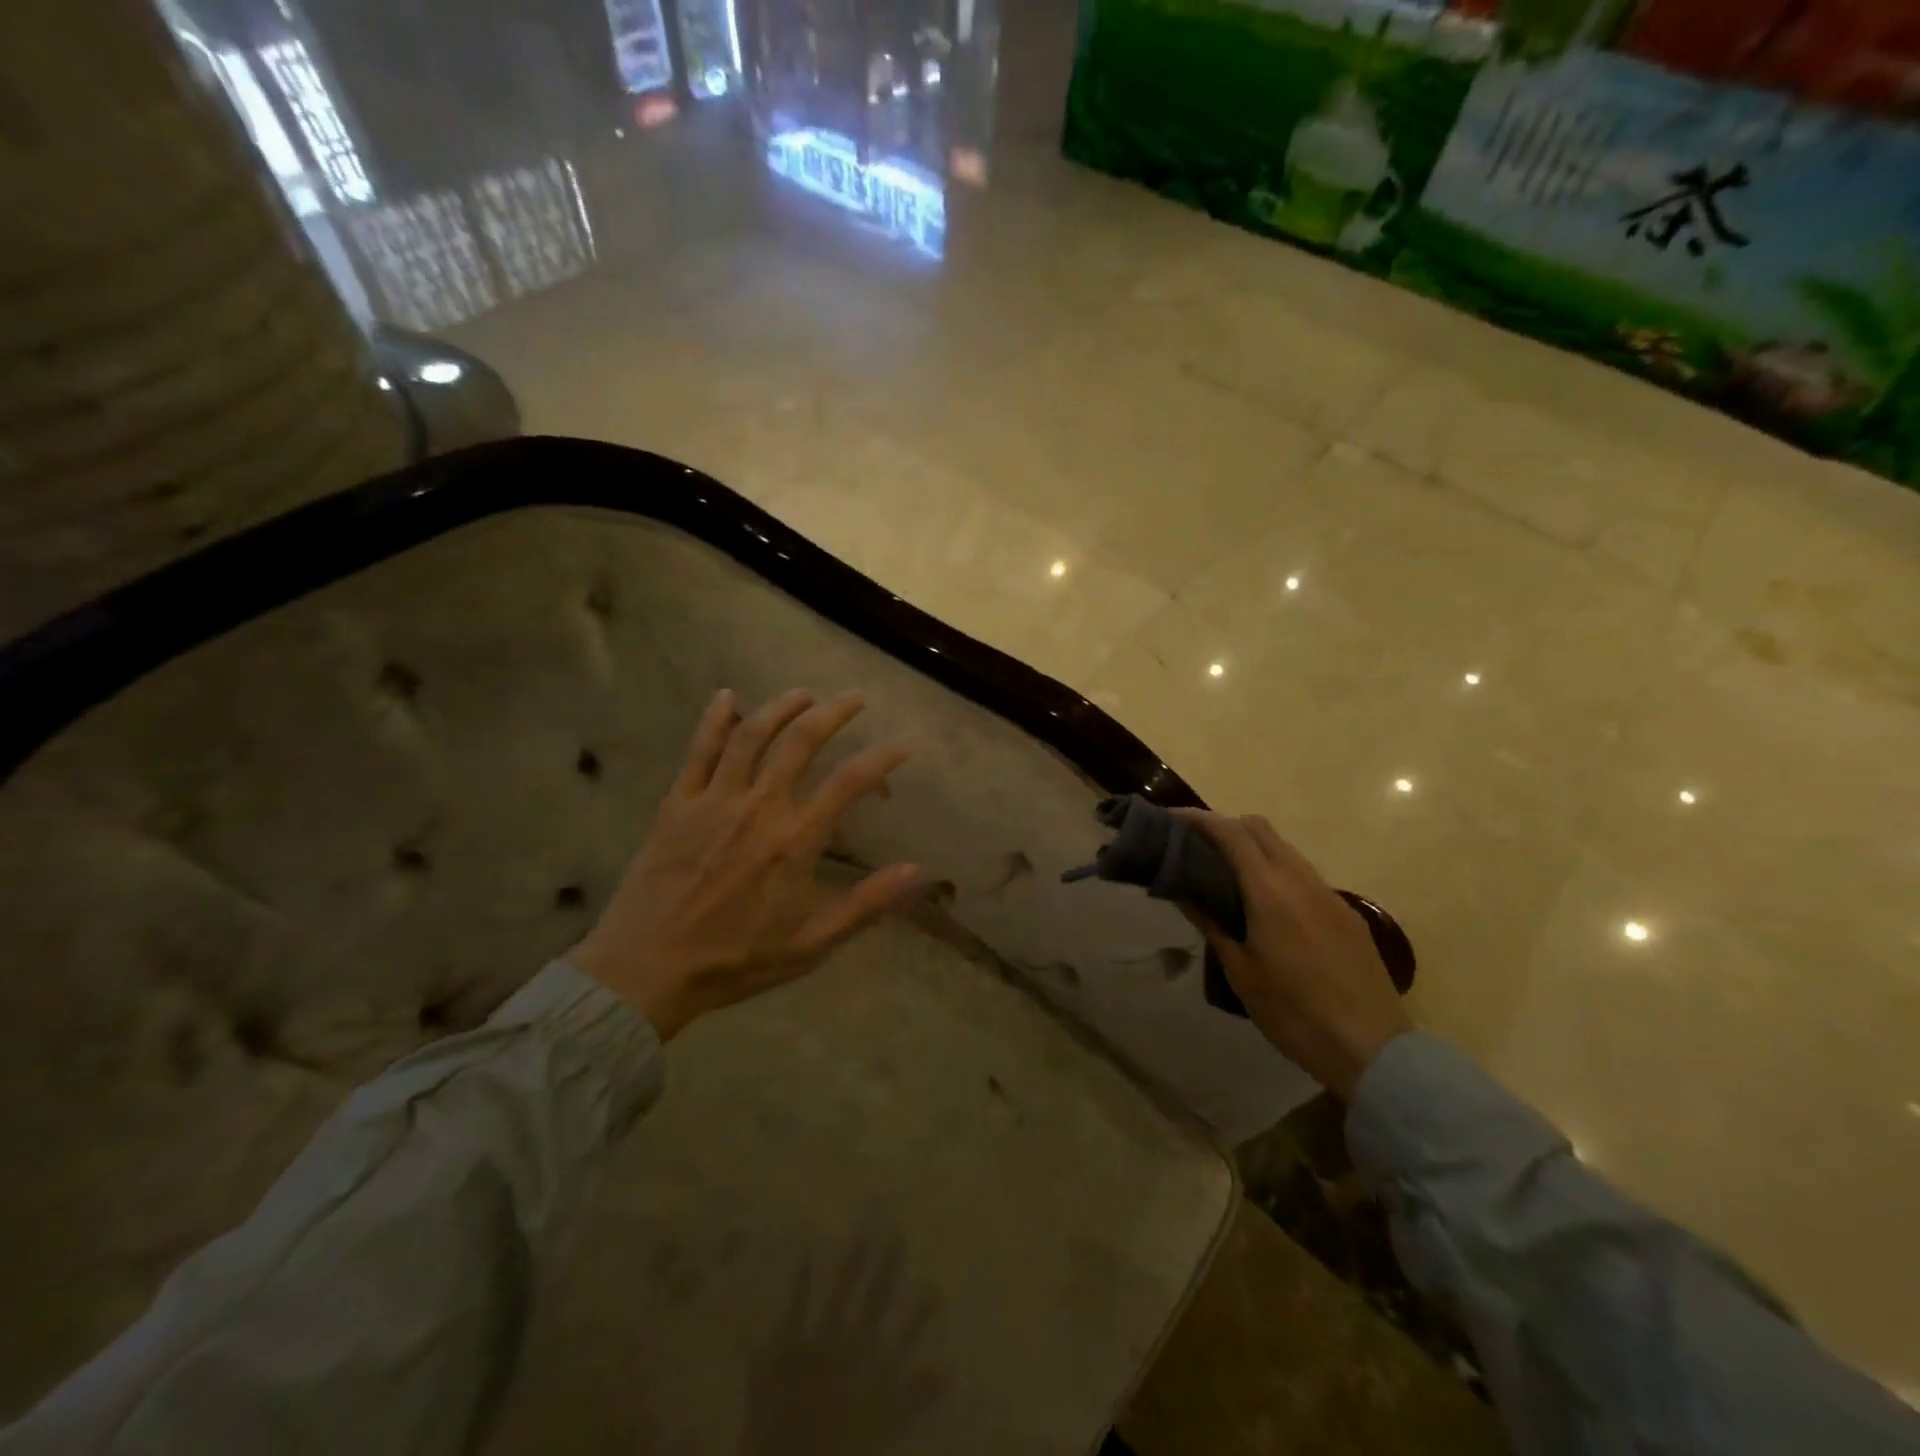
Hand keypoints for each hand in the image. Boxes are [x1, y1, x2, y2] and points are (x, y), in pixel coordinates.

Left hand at [569, 688, 917, 1040]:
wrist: (646, 969)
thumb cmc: (735, 960)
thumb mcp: (811, 945)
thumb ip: (865, 905)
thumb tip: (915, 872)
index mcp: (794, 841)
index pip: (849, 783)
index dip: (882, 759)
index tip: (903, 747)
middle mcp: (758, 807)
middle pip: (801, 741)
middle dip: (834, 712)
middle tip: (855, 698)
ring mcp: (714, 800)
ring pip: (751, 734)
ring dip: (781, 707)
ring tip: (804, 694)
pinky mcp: (679, 803)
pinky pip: (699, 749)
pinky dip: (715, 718)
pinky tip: (727, 696)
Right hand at [1177, 811, 1411, 1100]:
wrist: (1373, 1050)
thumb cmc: (1294, 1015)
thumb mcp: (1241, 972)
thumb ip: (1211, 924)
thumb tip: (1182, 891)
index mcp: (1270, 893)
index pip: (1231, 834)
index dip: (1199, 819)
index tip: (1171, 819)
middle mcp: (1301, 881)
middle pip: (1259, 828)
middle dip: (1224, 825)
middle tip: (1194, 844)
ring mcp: (1328, 894)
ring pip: (1284, 848)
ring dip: (1252, 846)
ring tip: (1224, 870)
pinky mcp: (1346, 913)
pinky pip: (1303, 873)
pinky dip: (1275, 868)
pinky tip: (1264, 901)